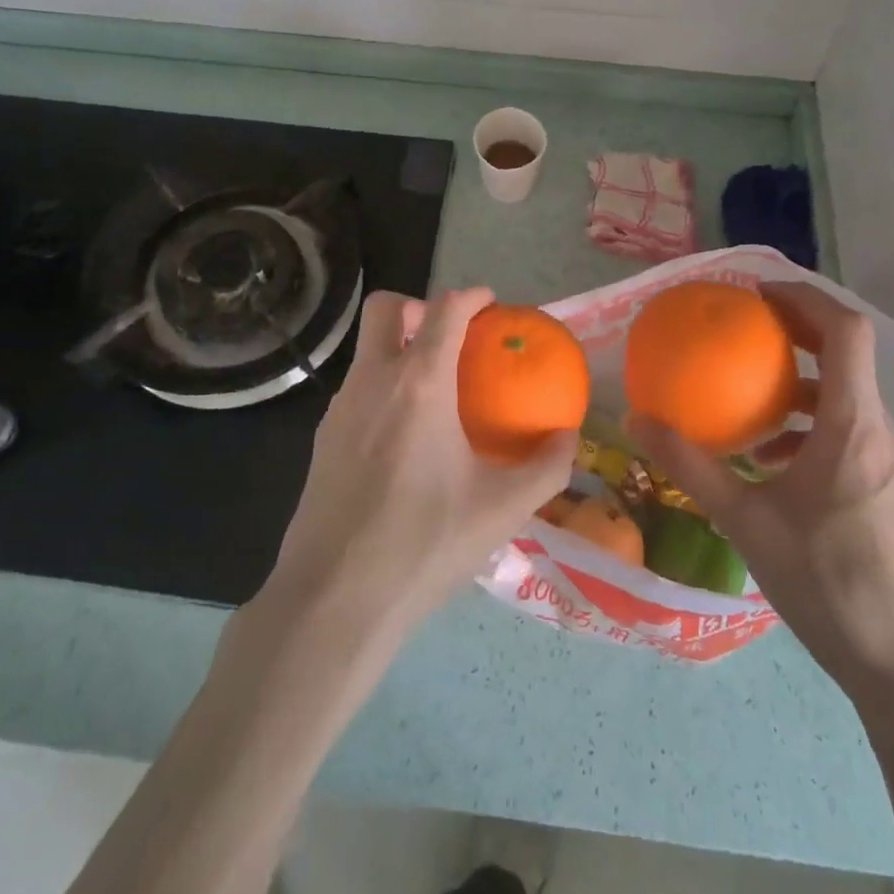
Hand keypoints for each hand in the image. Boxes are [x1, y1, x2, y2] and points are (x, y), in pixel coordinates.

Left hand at [265, 288, 577, 636]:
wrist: (334, 597)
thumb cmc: (424, 544)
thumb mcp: (501, 509)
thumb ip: (547, 467)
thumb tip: (570, 436)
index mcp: (419, 384)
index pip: (444, 309)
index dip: (471, 296)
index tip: (490, 304)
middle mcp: (374, 380)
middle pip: (386, 307)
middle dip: (418, 306)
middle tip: (449, 337)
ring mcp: (340, 407)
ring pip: (367, 349)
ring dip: (399, 348)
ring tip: (435, 392)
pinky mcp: (322, 437)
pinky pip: (357, 388)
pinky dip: (383, 387)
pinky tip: (405, 439)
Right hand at [628, 282, 893, 710]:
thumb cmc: (829, 584)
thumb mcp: (746, 521)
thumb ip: (691, 466)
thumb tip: (636, 420)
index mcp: (852, 426)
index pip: (845, 332)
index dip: (805, 298)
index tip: (757, 293)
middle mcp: (877, 431)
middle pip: (846, 353)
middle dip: (796, 328)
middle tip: (743, 325)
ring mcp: (886, 460)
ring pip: (845, 393)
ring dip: (799, 378)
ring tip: (748, 389)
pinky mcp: (884, 486)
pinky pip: (845, 428)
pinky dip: (807, 420)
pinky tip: (769, 456)